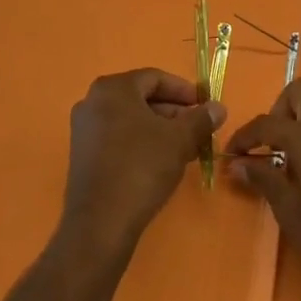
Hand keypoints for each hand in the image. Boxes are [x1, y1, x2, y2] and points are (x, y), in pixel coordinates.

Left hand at [63, 70, 224, 255]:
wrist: (101, 222)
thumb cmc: (141, 168)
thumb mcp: (179, 140)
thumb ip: (200, 119)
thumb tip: (218, 107)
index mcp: (113, 88)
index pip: (155, 78)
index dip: (184, 91)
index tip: (205, 106)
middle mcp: (93, 101)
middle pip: (142, 98)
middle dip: (174, 113)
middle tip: (199, 130)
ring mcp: (84, 129)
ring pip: (131, 120)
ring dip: (161, 130)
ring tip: (187, 149)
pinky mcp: (82, 155)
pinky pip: (118, 137)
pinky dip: (142, 143)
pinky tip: (162, 162)